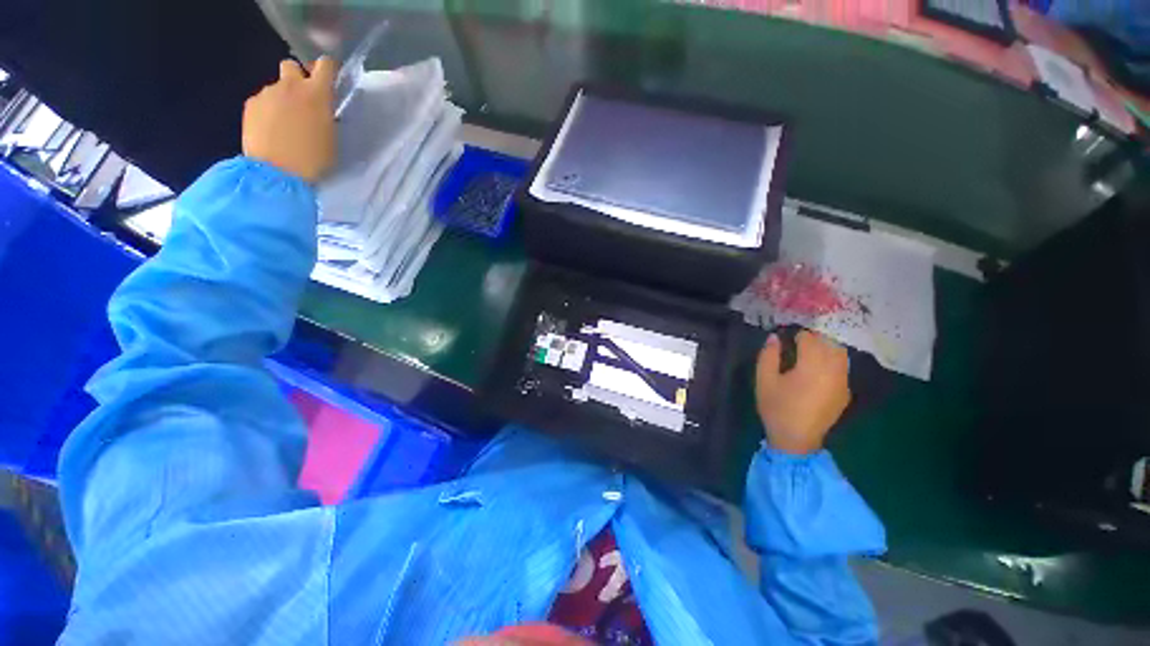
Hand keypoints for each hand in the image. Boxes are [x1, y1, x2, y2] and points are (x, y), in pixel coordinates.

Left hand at [242, 57, 336, 182]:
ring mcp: (267, 94)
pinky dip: (268, 112)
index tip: (329, 79)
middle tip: (303, 101)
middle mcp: (291, 86)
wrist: (277, 172)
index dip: (327, 69)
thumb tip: (320, 110)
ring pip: (277, 88)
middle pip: (292, 66)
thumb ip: (326, 116)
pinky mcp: (251, 105)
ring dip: (282, 100)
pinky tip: (272, 131)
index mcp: (317, 94)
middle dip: (297, 78)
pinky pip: (263, 102)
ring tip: (285, 125)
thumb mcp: (331, 138)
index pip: (325, 65)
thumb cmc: (314, 159)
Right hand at [755, 330, 850, 455]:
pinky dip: (832, 362)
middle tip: (797, 343)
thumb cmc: (777, 408)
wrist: (796, 440)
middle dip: (814, 340)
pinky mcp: (845, 393)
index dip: (798, 335)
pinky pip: (843, 369)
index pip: (810, 340)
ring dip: (826, 349)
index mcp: (812, 366)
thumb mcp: (764, 380)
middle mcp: (833, 371)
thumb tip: (774, 337)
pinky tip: (818, 371)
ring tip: (810, 354)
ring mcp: (842, 383)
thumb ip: (768, 355)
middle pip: (829, 344)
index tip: (786, 338)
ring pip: (841, 355)